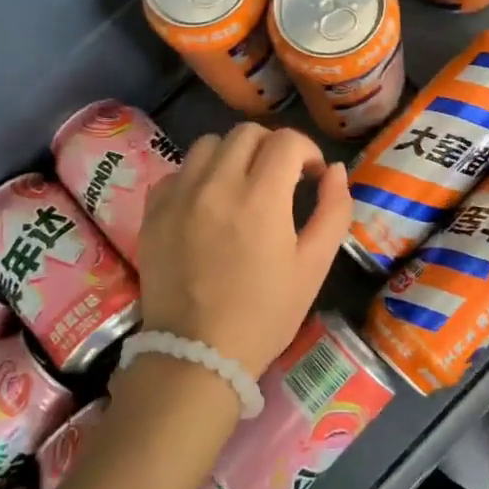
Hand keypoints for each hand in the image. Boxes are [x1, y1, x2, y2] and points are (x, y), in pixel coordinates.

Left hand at [134, 123, 350, 378]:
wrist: (196, 356)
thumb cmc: (265, 315)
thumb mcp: (314, 266)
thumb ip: (333, 211)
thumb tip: (335, 171)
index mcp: (261, 197)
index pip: (286, 141)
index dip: (307, 152)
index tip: (311, 177)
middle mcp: (217, 184)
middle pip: (247, 133)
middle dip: (272, 148)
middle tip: (280, 180)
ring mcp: (179, 195)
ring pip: (209, 144)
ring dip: (233, 156)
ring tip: (241, 187)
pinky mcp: (153, 210)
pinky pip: (178, 171)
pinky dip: (198, 176)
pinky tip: (207, 205)